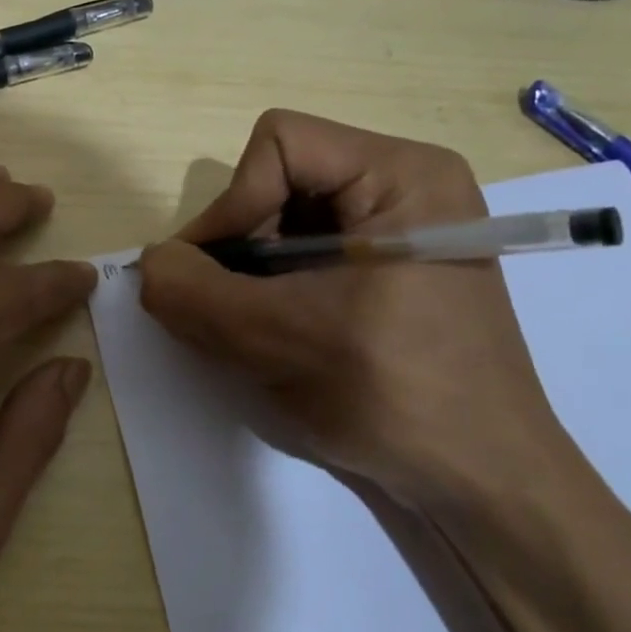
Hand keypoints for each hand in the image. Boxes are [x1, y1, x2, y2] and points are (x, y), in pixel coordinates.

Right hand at [138, 110, 586, 515]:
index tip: (213, 278)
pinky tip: (277, 338)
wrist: (481, 486)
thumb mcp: (277, 341)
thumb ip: (194, 293)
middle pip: (277, 181)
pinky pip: (301, 255)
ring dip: (248, 276)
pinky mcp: (386, 271)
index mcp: (403, 176)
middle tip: (224, 311)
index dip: (232, 205)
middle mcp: (404, 187)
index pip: (278, 145)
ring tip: (253, 333)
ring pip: (281, 222)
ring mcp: (397, 231)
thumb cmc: (396, 399)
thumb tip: (148, 264)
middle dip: (238, 246)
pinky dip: (270, 291)